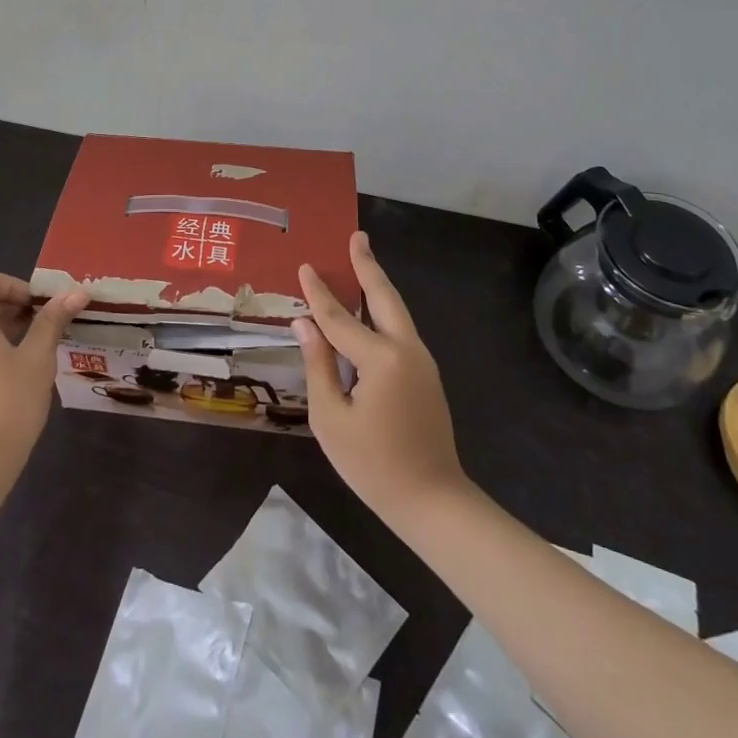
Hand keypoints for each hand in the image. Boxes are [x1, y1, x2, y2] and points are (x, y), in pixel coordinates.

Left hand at [0, 271, 86, 487]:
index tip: (36, 306)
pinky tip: (10, 379)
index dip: (11, 284)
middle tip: (43, 328)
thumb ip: (52, 321)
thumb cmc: (8, 405)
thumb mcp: (38, 358)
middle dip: (12, 308)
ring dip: (1, 331)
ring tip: (32, 354)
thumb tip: (76, 293)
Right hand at [294, 232, 468, 525]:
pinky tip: (369, 310)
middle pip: (383, 297)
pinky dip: (382, 311)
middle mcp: (406, 350)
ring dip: (377, 285)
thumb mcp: (332, 419)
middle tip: (357, 236)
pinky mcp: (426, 374)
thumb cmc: (373, 465)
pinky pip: (399, 331)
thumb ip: (319, 366)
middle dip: (368, 265)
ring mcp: (421, 361)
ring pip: (395, 311)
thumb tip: (305, 324)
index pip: (340, 318)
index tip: (305, 266)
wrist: (433, 501)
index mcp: (382, 359)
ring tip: (361, 261)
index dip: (319, 293)